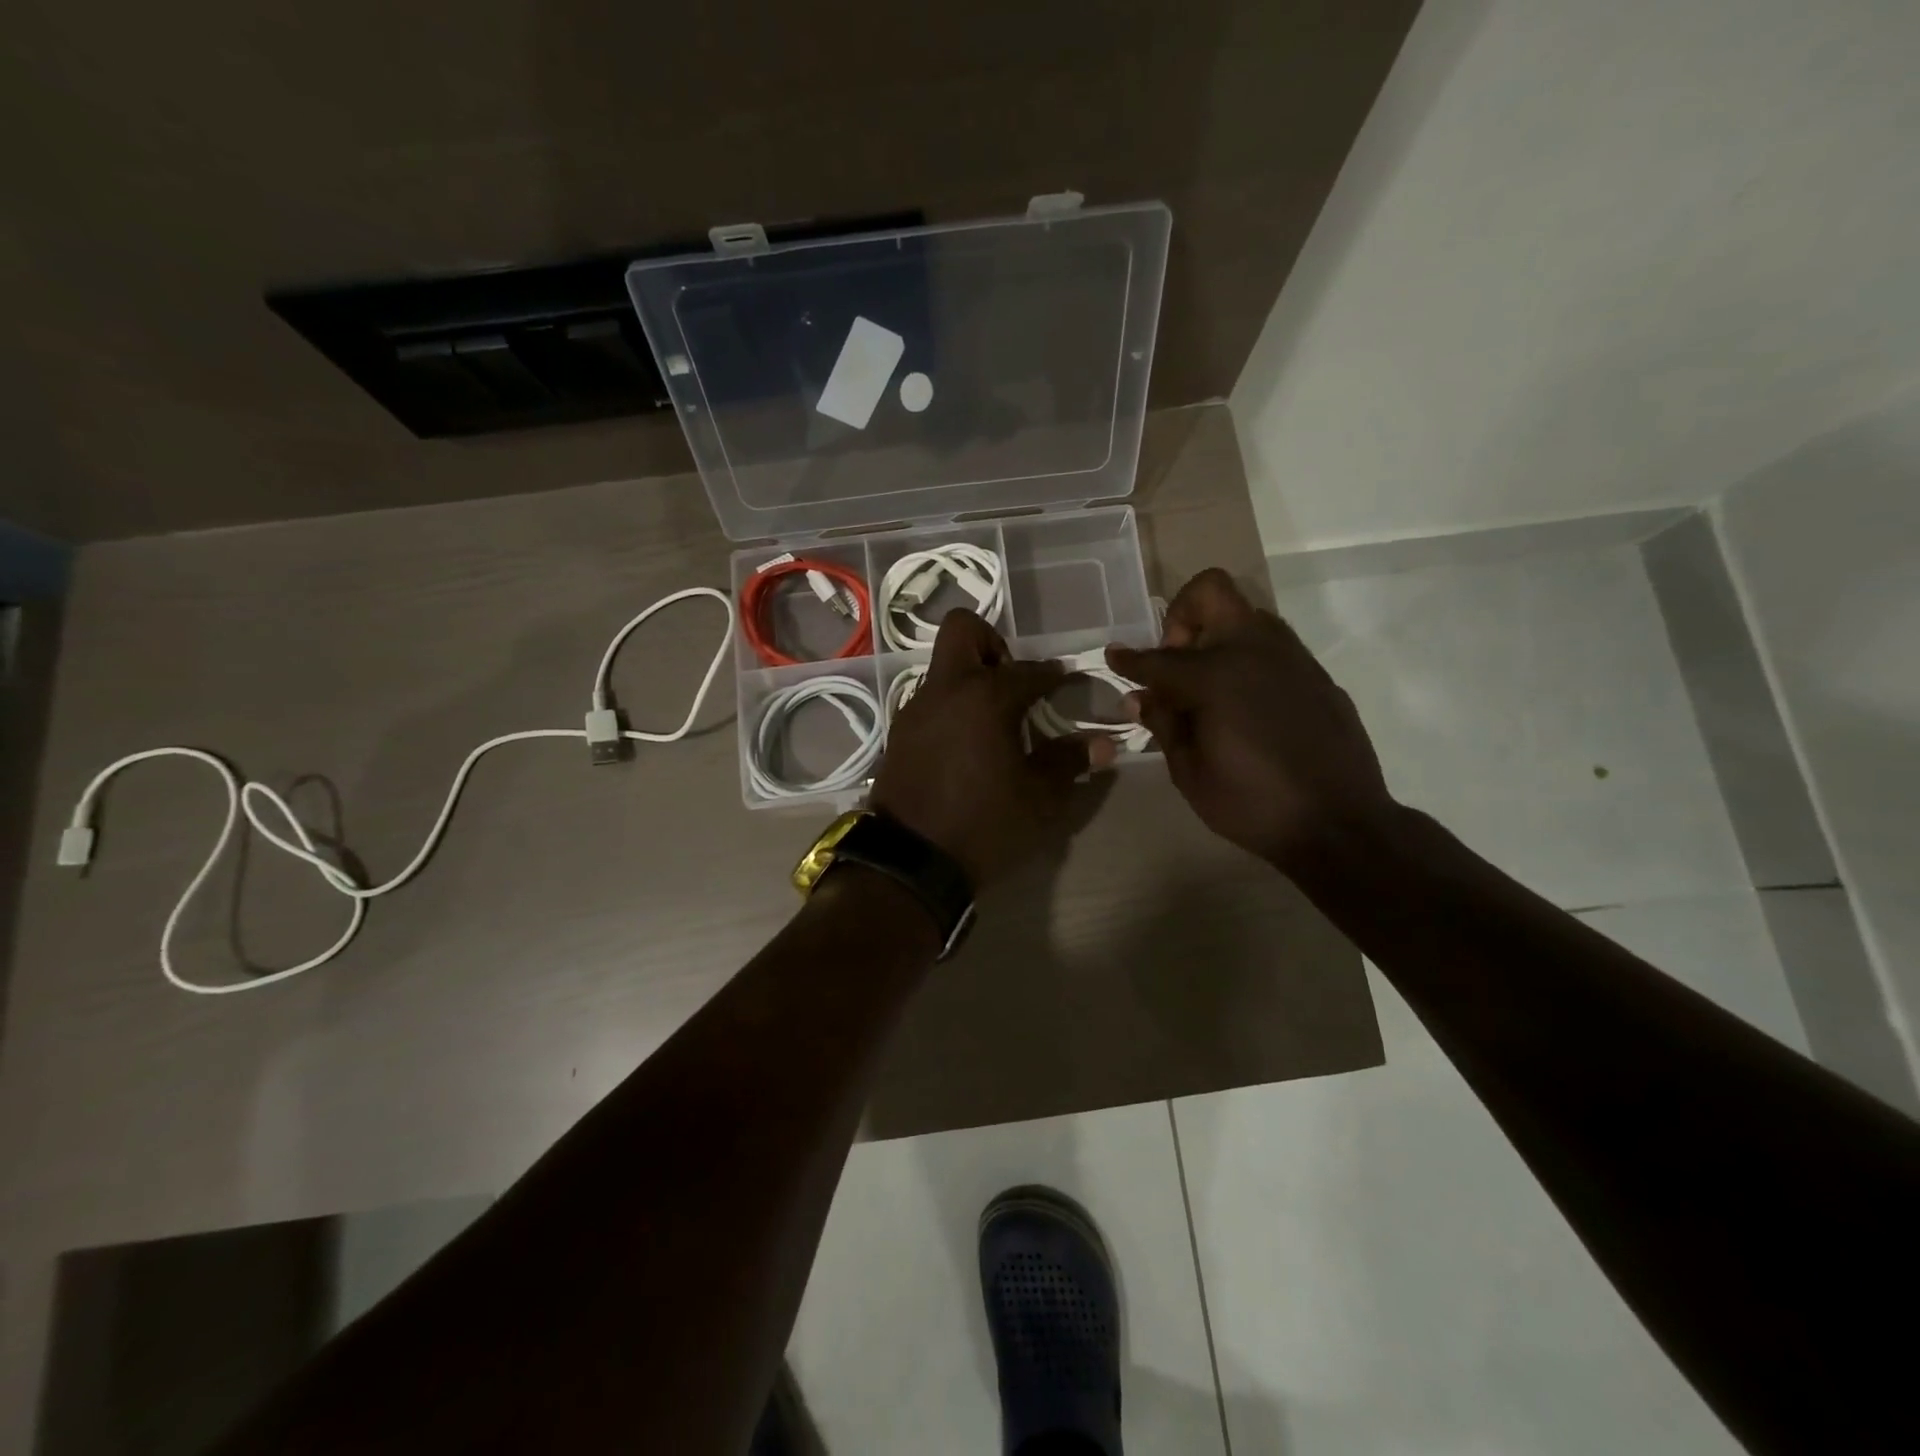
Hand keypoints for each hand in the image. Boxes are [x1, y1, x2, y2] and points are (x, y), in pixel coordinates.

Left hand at [871, 610, 1115, 888]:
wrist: (911, 861)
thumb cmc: (984, 825)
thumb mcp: (1039, 798)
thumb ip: (1069, 762)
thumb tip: (1103, 743)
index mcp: (986, 697)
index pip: (1030, 670)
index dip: (1055, 675)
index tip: (1069, 683)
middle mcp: (946, 690)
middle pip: (963, 630)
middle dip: (993, 644)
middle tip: (1014, 684)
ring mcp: (916, 709)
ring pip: (944, 667)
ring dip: (971, 678)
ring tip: (995, 721)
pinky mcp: (899, 733)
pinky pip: (931, 700)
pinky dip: (952, 706)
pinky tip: (968, 743)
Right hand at [1108, 569, 1394, 871]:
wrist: (1339, 825)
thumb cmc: (1252, 804)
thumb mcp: (1190, 772)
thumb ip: (1164, 724)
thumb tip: (1143, 698)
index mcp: (1215, 676)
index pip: (1158, 658)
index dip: (1128, 660)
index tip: (1114, 656)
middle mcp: (1254, 651)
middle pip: (1210, 592)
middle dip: (1181, 616)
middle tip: (1174, 658)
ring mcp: (1292, 657)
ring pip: (1247, 614)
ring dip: (1218, 634)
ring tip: (1208, 683)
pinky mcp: (1317, 675)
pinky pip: (1274, 647)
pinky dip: (1248, 660)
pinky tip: (1246, 705)